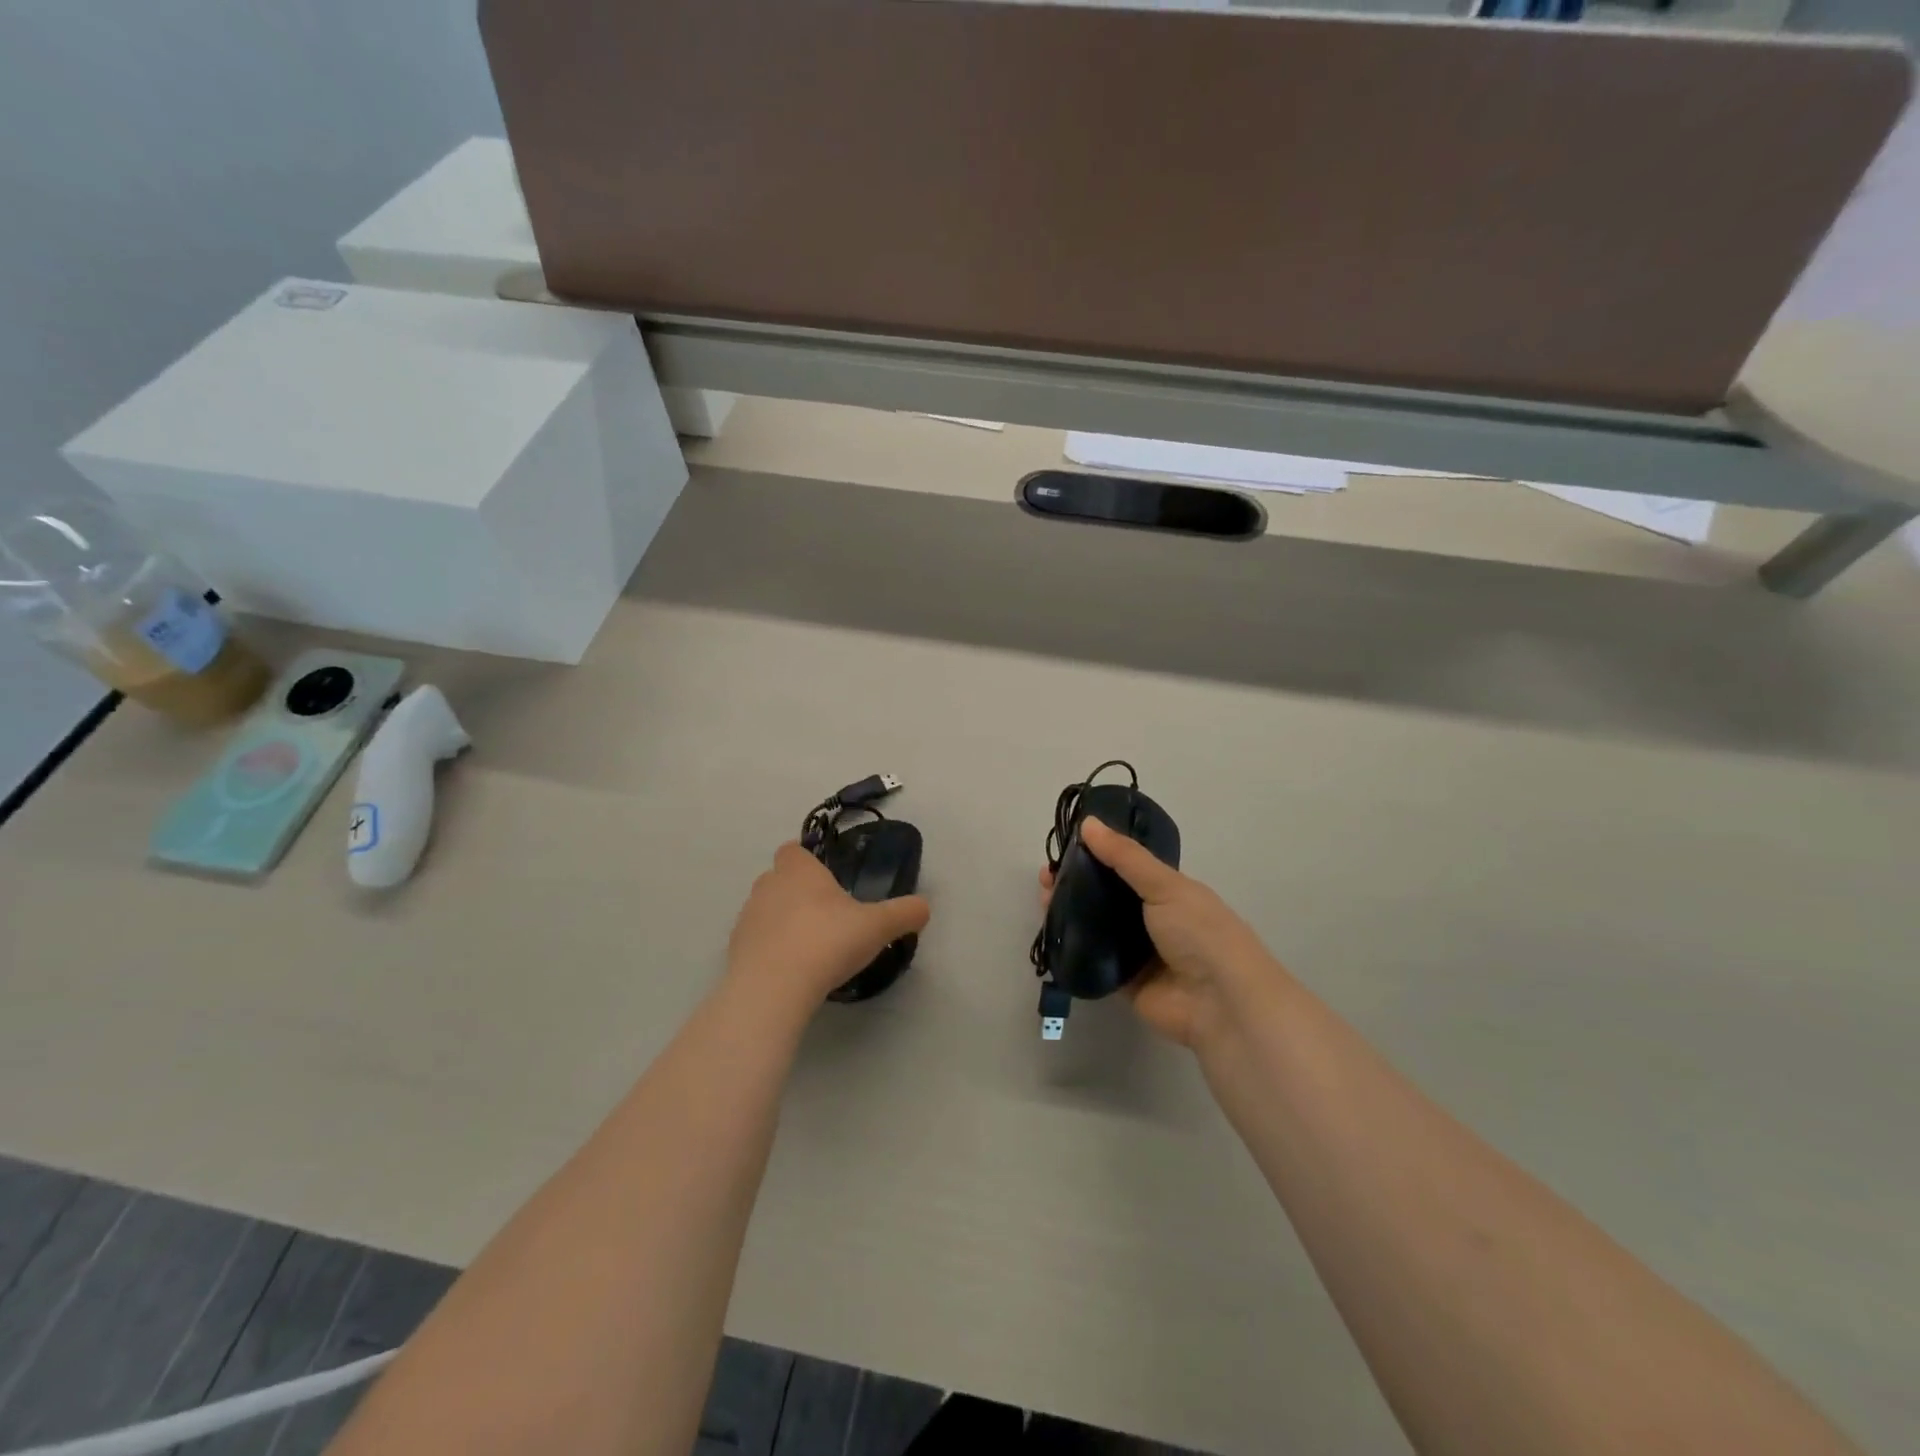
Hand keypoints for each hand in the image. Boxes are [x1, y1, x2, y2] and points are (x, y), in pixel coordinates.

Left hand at [728, 842, 931, 1010]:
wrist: (773, 989)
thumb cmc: (826, 942)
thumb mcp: (878, 926)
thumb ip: (904, 913)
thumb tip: (924, 907)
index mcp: (798, 870)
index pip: (793, 849)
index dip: (807, 860)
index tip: (827, 880)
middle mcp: (768, 886)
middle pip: (779, 878)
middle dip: (798, 891)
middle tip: (827, 915)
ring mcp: (747, 918)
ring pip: (766, 909)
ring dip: (782, 921)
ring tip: (810, 947)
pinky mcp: (735, 950)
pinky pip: (756, 941)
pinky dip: (771, 949)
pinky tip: (792, 970)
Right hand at [1040, 818, 1276, 1049]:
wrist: (1220, 1003)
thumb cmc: (1199, 933)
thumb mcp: (1165, 885)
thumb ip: (1125, 857)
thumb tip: (1088, 823)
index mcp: (1168, 892)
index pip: (1126, 867)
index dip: (1096, 856)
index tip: (1064, 848)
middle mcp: (1152, 920)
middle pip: (1105, 897)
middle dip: (1075, 884)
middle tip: (1045, 878)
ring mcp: (1137, 953)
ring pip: (1096, 927)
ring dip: (1070, 913)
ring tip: (1042, 900)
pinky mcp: (1124, 983)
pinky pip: (1093, 961)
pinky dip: (1073, 948)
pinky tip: (1050, 933)